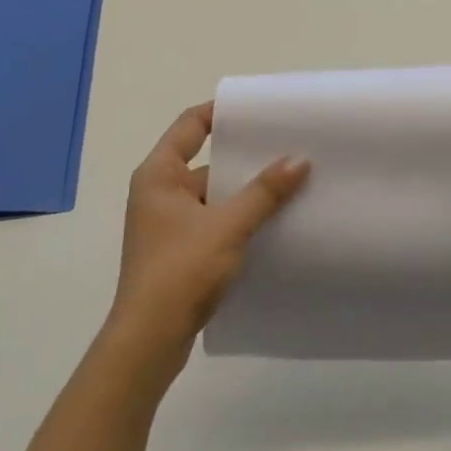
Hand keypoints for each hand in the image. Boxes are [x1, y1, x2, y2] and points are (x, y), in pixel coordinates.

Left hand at [105, 102, 308, 387]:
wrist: (150, 340)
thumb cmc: (180, 271)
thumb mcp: (227, 226)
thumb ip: (264, 192)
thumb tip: (300, 159)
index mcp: (159, 175)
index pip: (190, 125)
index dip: (221, 112)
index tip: (260, 110)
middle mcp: (160, 193)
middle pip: (208, 161)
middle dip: (247, 158)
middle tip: (290, 147)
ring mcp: (169, 224)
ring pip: (215, 196)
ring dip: (247, 193)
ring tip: (292, 183)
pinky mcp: (181, 251)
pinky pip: (216, 222)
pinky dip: (240, 218)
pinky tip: (274, 222)